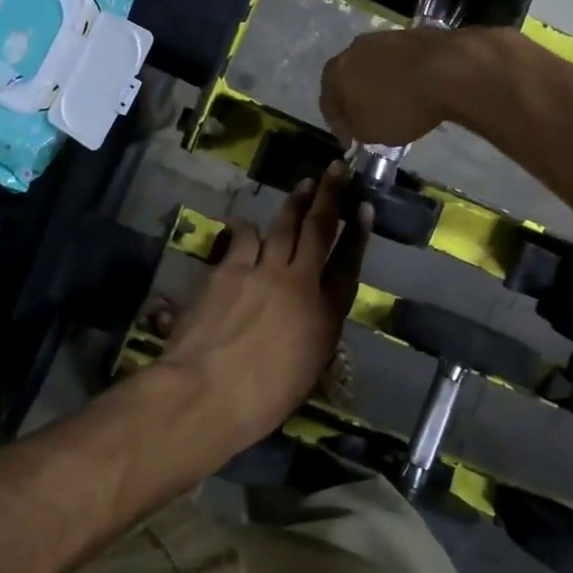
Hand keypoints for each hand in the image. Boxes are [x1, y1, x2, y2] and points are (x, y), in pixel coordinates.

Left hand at [156, 166, 370, 451]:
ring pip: (283, 227)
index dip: (358, 235)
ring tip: (304, 185)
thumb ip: (312, 336)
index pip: (349, 266)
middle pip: (319, 231)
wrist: (207, 392)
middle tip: (337, 171)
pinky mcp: (229, 270)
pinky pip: (243, 240)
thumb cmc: (260, 401)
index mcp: (325, 316)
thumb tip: (309, 319)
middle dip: (331, 197)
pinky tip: (247, 224)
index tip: (365, 208)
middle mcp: (300, 284)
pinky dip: (247, 231)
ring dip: (295, 204)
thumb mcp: (304, 373)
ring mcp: (263, 272)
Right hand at [320, 27, 473, 146]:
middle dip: (355, 99)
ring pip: (374, 67)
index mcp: (335, 72)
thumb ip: (354, 128)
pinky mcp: (412, 34)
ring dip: (378, 84)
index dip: (337, 126)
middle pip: (348, 79)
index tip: (349, 141)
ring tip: (392, 103)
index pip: (327, 103)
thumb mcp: (369, 132)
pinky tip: (412, 89)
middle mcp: (354, 49)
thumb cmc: (400, 107)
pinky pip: (398, 61)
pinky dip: (400, 75)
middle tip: (366, 119)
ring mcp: (384, 37)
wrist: (447, 71)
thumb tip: (355, 123)